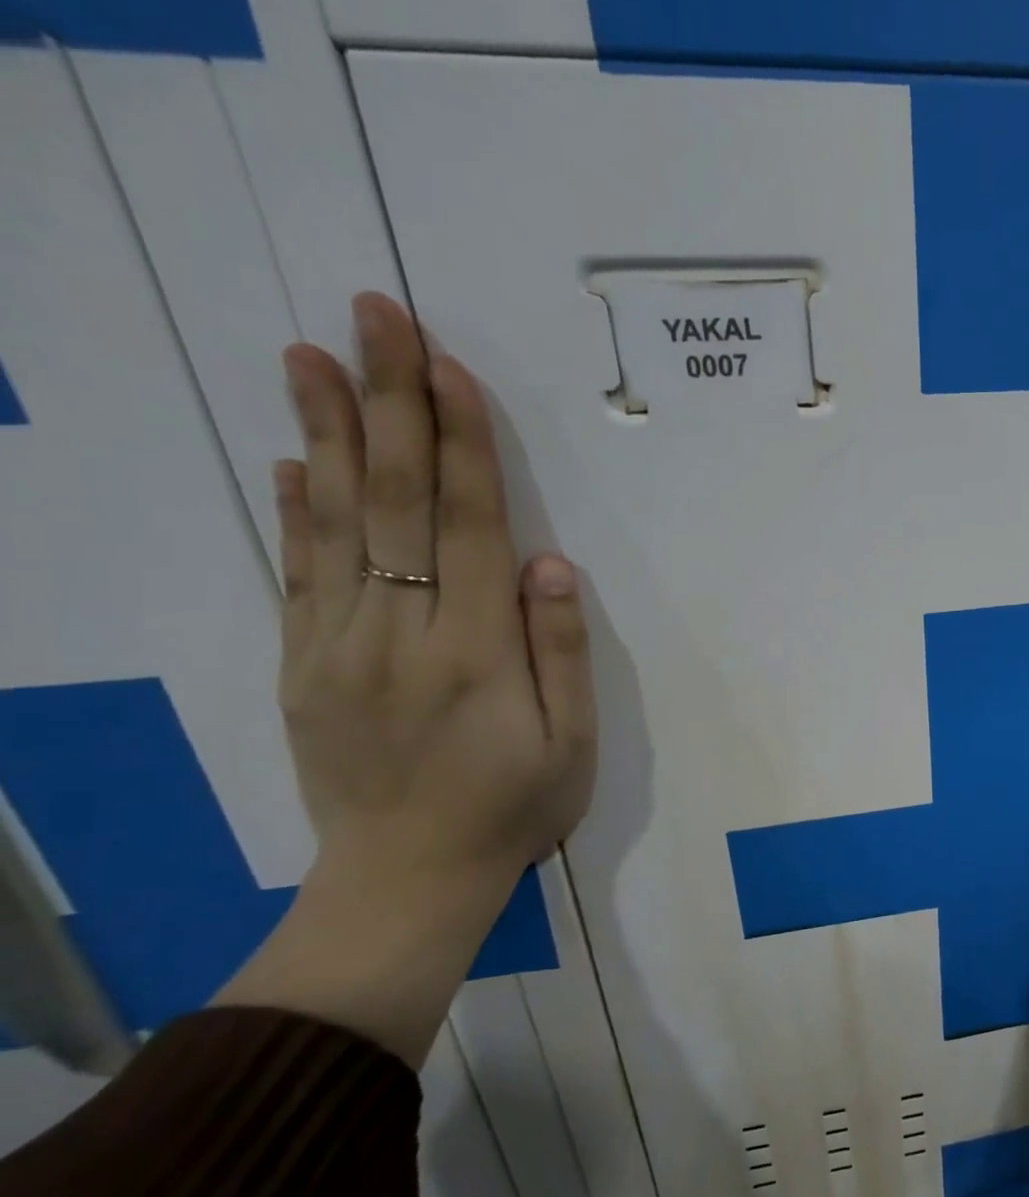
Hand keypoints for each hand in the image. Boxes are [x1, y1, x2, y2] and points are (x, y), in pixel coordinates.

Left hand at [276, 293, 595, 908]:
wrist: (404, 881)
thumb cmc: (512, 810)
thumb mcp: (570, 745)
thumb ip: (561, 652)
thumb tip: (549, 564)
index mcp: (474, 653)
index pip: (466, 525)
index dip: (460, 442)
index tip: (446, 364)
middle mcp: (396, 634)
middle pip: (394, 501)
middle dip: (389, 402)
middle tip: (373, 315)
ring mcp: (334, 647)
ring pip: (333, 522)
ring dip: (326, 433)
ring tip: (310, 355)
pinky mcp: (300, 665)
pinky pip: (295, 573)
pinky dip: (293, 510)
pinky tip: (291, 459)